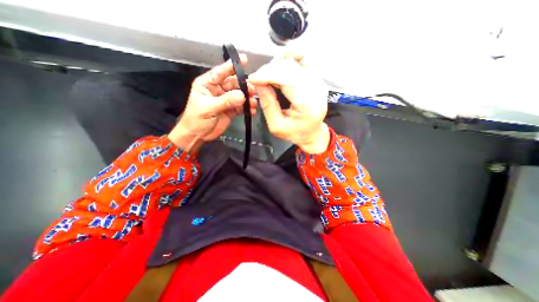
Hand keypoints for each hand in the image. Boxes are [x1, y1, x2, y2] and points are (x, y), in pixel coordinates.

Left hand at [171, 54, 258, 152]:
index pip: (220, 72)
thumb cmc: (196, 119)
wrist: (198, 135)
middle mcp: (218, 90)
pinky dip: (247, 108)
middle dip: (243, 86)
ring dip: (247, 98)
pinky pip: (241, 106)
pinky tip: (251, 110)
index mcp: (208, 84)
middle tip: (252, 90)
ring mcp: (226, 100)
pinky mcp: (231, 109)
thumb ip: (225, 101)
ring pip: (239, 95)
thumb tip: (242, 96)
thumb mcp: (208, 108)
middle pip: (233, 84)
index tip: (244, 60)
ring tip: (253, 102)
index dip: (231, 66)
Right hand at [247, 52, 327, 154]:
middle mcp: (316, 89)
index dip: (266, 75)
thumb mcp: (276, 125)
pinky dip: (291, 55)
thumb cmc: (295, 132)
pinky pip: (305, 58)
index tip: (253, 79)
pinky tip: (281, 61)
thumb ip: (268, 104)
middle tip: (259, 78)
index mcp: (307, 104)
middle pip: (290, 67)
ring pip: (296, 60)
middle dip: (270, 70)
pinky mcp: (317, 78)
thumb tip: (258, 83)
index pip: (285, 79)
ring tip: (268, 73)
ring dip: (278, 63)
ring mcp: (318, 82)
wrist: (312, 133)